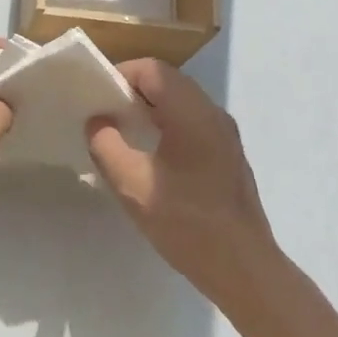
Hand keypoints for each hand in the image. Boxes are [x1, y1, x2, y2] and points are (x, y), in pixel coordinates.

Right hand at [87, 59, 279, 297]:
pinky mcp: (228, 155)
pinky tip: (150, 157)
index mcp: (193, 114)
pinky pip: (192, 124)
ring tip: (122, 134)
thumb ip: (106, 145)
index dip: (121, 75)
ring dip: (150, 110)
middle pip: (169, 82)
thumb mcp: (131, 185)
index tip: (96, 97)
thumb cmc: (185, 222)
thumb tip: (98, 121)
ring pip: (181, 103)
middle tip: (104, 115)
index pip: (153, 70)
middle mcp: (214, 115)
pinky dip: (166, 126)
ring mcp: (225, 135)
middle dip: (133, 91)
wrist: (242, 266)